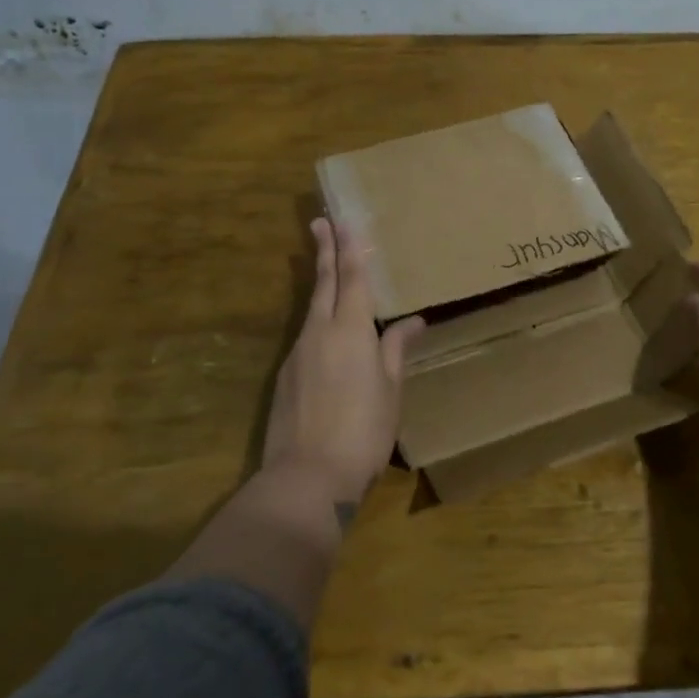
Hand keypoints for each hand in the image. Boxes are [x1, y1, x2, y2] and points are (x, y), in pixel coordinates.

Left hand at [262, 219, 423, 512]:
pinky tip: (328, 331)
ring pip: (312, 308)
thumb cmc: (363, 430)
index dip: (351, 248)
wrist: (307, 477)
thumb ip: (396, 350)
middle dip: (324, 251)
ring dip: (321, 284)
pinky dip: (319, 320)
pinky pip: (307, 335)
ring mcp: (298, 353)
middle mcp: (319, 332)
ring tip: (328, 268)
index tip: (344, 221)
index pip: (353, 278)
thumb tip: (411, 321)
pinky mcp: (286, 376)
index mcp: (351, 331)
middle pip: (323, 284)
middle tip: (320, 222)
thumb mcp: (390, 390)